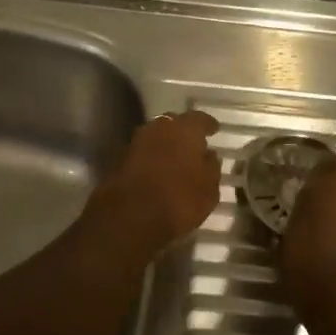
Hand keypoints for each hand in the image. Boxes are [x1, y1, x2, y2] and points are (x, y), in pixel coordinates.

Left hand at [87, 110, 222, 253]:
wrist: (129, 216)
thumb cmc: (178, 199)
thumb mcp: (209, 189)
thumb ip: (211, 167)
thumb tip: (209, 155)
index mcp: (184, 129)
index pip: (199, 119)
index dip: (208, 125)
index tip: (214, 130)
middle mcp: (159, 127)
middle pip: (174, 123)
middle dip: (184, 132)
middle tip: (194, 145)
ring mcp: (137, 141)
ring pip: (157, 136)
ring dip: (166, 144)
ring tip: (177, 159)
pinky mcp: (121, 157)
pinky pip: (144, 151)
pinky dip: (153, 157)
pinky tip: (160, 170)